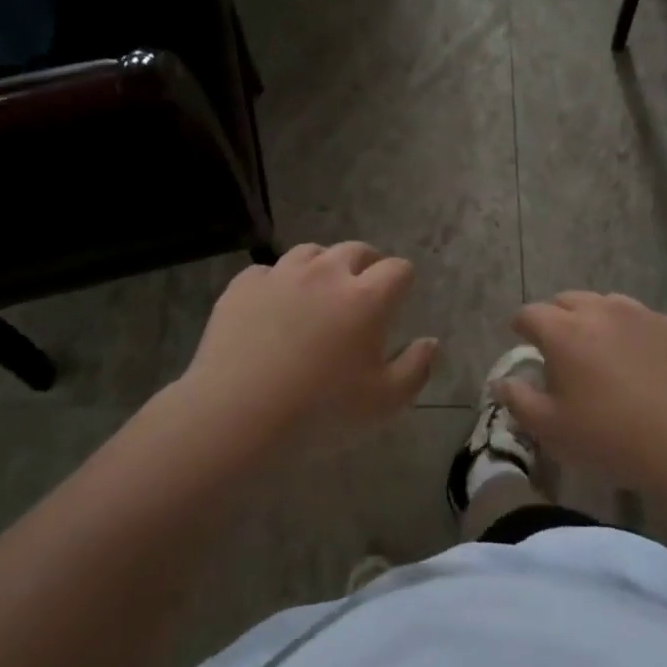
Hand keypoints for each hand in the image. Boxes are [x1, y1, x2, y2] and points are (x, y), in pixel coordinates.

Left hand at [178, 242, 435, 455]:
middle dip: (367, 265)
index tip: (399, 299)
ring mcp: (282, 275)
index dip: (403, 281)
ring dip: (322, 267)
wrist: (236, 416)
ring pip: (311, 252)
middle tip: (362, 292)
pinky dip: (278, 284)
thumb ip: (416, 368)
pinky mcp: (244, 286)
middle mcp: (326, 273)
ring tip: (318, 293)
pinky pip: (268, 272)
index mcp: (366, 298)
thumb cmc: (319, 413)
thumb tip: (430, 342)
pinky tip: (273, 309)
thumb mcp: (384, 404)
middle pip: (356, 250)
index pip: (398, 269)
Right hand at [499, 292, 666, 494]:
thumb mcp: (552, 431)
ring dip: (599, 321)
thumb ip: (519, 400)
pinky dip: (637, 335)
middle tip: (562, 346)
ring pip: (610, 305)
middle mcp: (602, 311)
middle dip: (558, 317)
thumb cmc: (612, 439)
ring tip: (604, 351)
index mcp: (564, 332)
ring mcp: (645, 315)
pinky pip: (648, 322)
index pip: (530, 314)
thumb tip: (502, 381)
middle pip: (569, 300)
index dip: (522, 326)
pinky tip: (647, 365)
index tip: (522, 339)